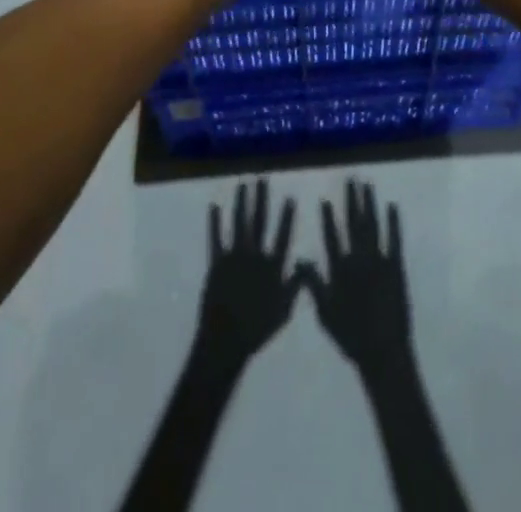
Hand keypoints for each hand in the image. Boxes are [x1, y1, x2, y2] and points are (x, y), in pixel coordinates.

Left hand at [195, 180, 299, 369]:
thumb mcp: (283, 311)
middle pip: (260, 221)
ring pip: (239, 223)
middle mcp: (254, 256)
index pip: (282, 236)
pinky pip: (215, 238)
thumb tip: (306, 263)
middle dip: (261, 199)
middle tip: (262, 179)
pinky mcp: (216, 263)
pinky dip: (214, 222)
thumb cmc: (257, 330)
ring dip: (241, 202)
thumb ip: (295, 286)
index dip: (286, 216)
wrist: (226, 341)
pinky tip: (214, 206)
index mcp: (272, 267)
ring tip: (243, 184)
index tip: (289, 197)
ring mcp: (234, 257)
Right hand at [297, 181, 412, 377]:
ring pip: (372, 225)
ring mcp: (379, 261)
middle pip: (354, 223)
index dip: (328, 218)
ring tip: (367, 185)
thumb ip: (314, 284)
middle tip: (351, 179)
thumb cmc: (351, 337)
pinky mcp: (396, 267)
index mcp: (340, 270)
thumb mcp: (325, 314)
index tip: (326, 199)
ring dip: (369, 203)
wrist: (383, 353)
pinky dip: (393, 222)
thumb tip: (300, 260)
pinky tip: (392, 206)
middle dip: (352, 200)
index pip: (332, 237)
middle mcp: (358, 259)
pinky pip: (394, 239)